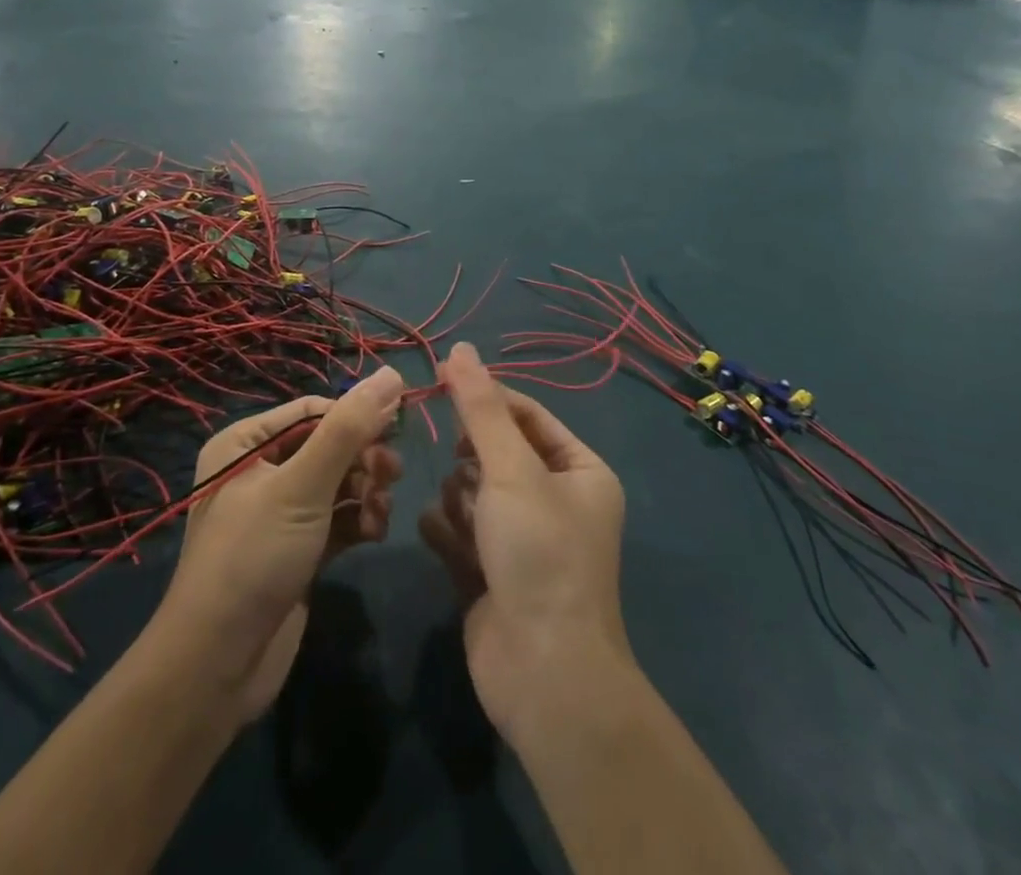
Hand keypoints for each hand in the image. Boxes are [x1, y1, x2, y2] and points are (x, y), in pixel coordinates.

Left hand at [158, 371, 404, 721]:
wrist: (217, 667)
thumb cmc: (254, 557)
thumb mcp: (303, 486)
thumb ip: (348, 430)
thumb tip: (391, 373)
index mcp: (245, 444)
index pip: (312, 411)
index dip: (355, 417)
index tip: (395, 429)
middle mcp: (259, 471)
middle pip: (328, 446)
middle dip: (363, 459)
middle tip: (391, 474)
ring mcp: (278, 513)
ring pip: (338, 483)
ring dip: (366, 491)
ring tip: (382, 509)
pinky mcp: (297, 549)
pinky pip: (337, 518)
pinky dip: (359, 520)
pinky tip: (375, 532)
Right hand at [418, 344, 630, 741]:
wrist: (543, 673)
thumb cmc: (539, 553)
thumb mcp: (511, 469)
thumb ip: (480, 407)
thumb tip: (459, 347)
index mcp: (579, 471)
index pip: (526, 414)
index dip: (486, 398)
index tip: (441, 383)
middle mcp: (555, 501)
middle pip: (496, 452)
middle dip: (474, 462)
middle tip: (468, 479)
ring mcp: (522, 539)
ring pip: (473, 490)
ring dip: (462, 499)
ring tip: (467, 522)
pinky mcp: (491, 572)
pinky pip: (459, 530)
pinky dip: (449, 531)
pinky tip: (445, 540)